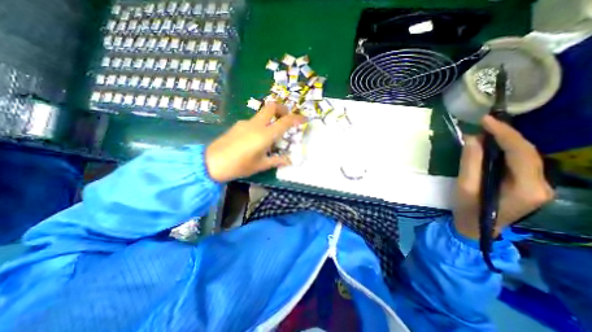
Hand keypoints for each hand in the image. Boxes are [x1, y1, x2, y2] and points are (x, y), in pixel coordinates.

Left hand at [207, 103, 304, 181]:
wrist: (212, 162)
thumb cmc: (239, 165)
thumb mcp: (261, 165)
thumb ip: (276, 160)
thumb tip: (289, 161)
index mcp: (264, 135)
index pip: (285, 122)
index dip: (296, 118)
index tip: (304, 119)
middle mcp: (256, 125)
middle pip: (271, 106)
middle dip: (282, 109)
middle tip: (287, 118)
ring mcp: (245, 123)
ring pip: (262, 113)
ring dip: (271, 118)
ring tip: (272, 133)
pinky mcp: (238, 125)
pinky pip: (254, 120)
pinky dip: (261, 124)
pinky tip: (257, 138)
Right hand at [455, 115, 555, 239]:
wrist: (476, 229)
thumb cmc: (468, 209)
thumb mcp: (464, 186)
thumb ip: (470, 162)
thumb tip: (473, 139)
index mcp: (526, 188)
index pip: (521, 153)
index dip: (504, 133)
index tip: (486, 120)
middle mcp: (541, 185)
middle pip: (528, 152)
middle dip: (506, 135)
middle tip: (484, 124)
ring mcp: (539, 186)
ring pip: (527, 155)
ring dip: (507, 141)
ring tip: (486, 132)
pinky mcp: (530, 185)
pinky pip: (521, 162)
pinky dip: (507, 150)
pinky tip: (493, 146)